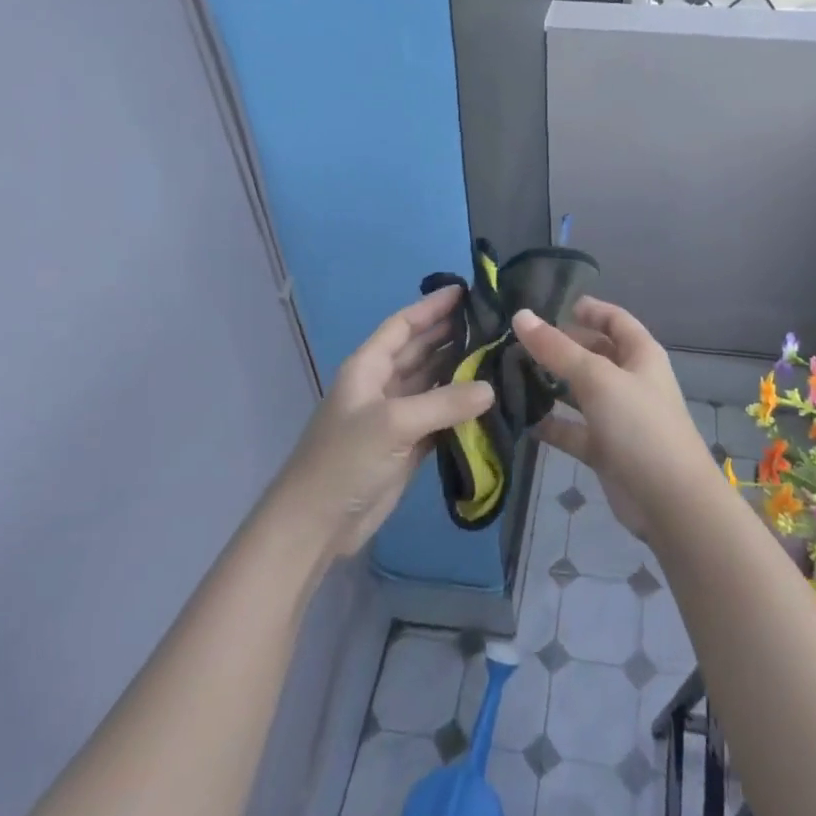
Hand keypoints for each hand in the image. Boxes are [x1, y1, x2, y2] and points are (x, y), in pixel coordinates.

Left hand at [277, 285, 494, 559]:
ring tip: (498, 353)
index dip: (431, 307)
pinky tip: (488, 400)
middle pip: (420, 350)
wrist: (317, 524)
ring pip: (432, 383)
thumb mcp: (393, 423)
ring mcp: (395, 417)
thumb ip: (444, 403)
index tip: (466, 291)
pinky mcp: (407, 446)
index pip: (402, 326)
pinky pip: (439, 417)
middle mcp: (382, 385)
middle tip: (493, 321)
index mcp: (368, 367)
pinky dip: (460, 408)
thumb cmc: (345, 460)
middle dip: (451, 334)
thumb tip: (490, 389)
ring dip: (460, 370)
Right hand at [512, 297, 715, 540]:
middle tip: (519, 341)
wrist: (670, 502)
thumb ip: (557, 349)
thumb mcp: (597, 379)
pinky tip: (522, 419)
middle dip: (562, 346)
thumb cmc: (640, 426)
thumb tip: (521, 316)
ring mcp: (618, 417)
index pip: (615, 320)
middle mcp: (631, 381)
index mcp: (641, 355)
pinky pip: (574, 430)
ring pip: (580, 393)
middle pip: (595, 354)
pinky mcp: (605, 450)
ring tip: (511, 373)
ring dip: (552, 384)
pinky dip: (552, 425)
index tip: (553, 305)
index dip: (589, 310)